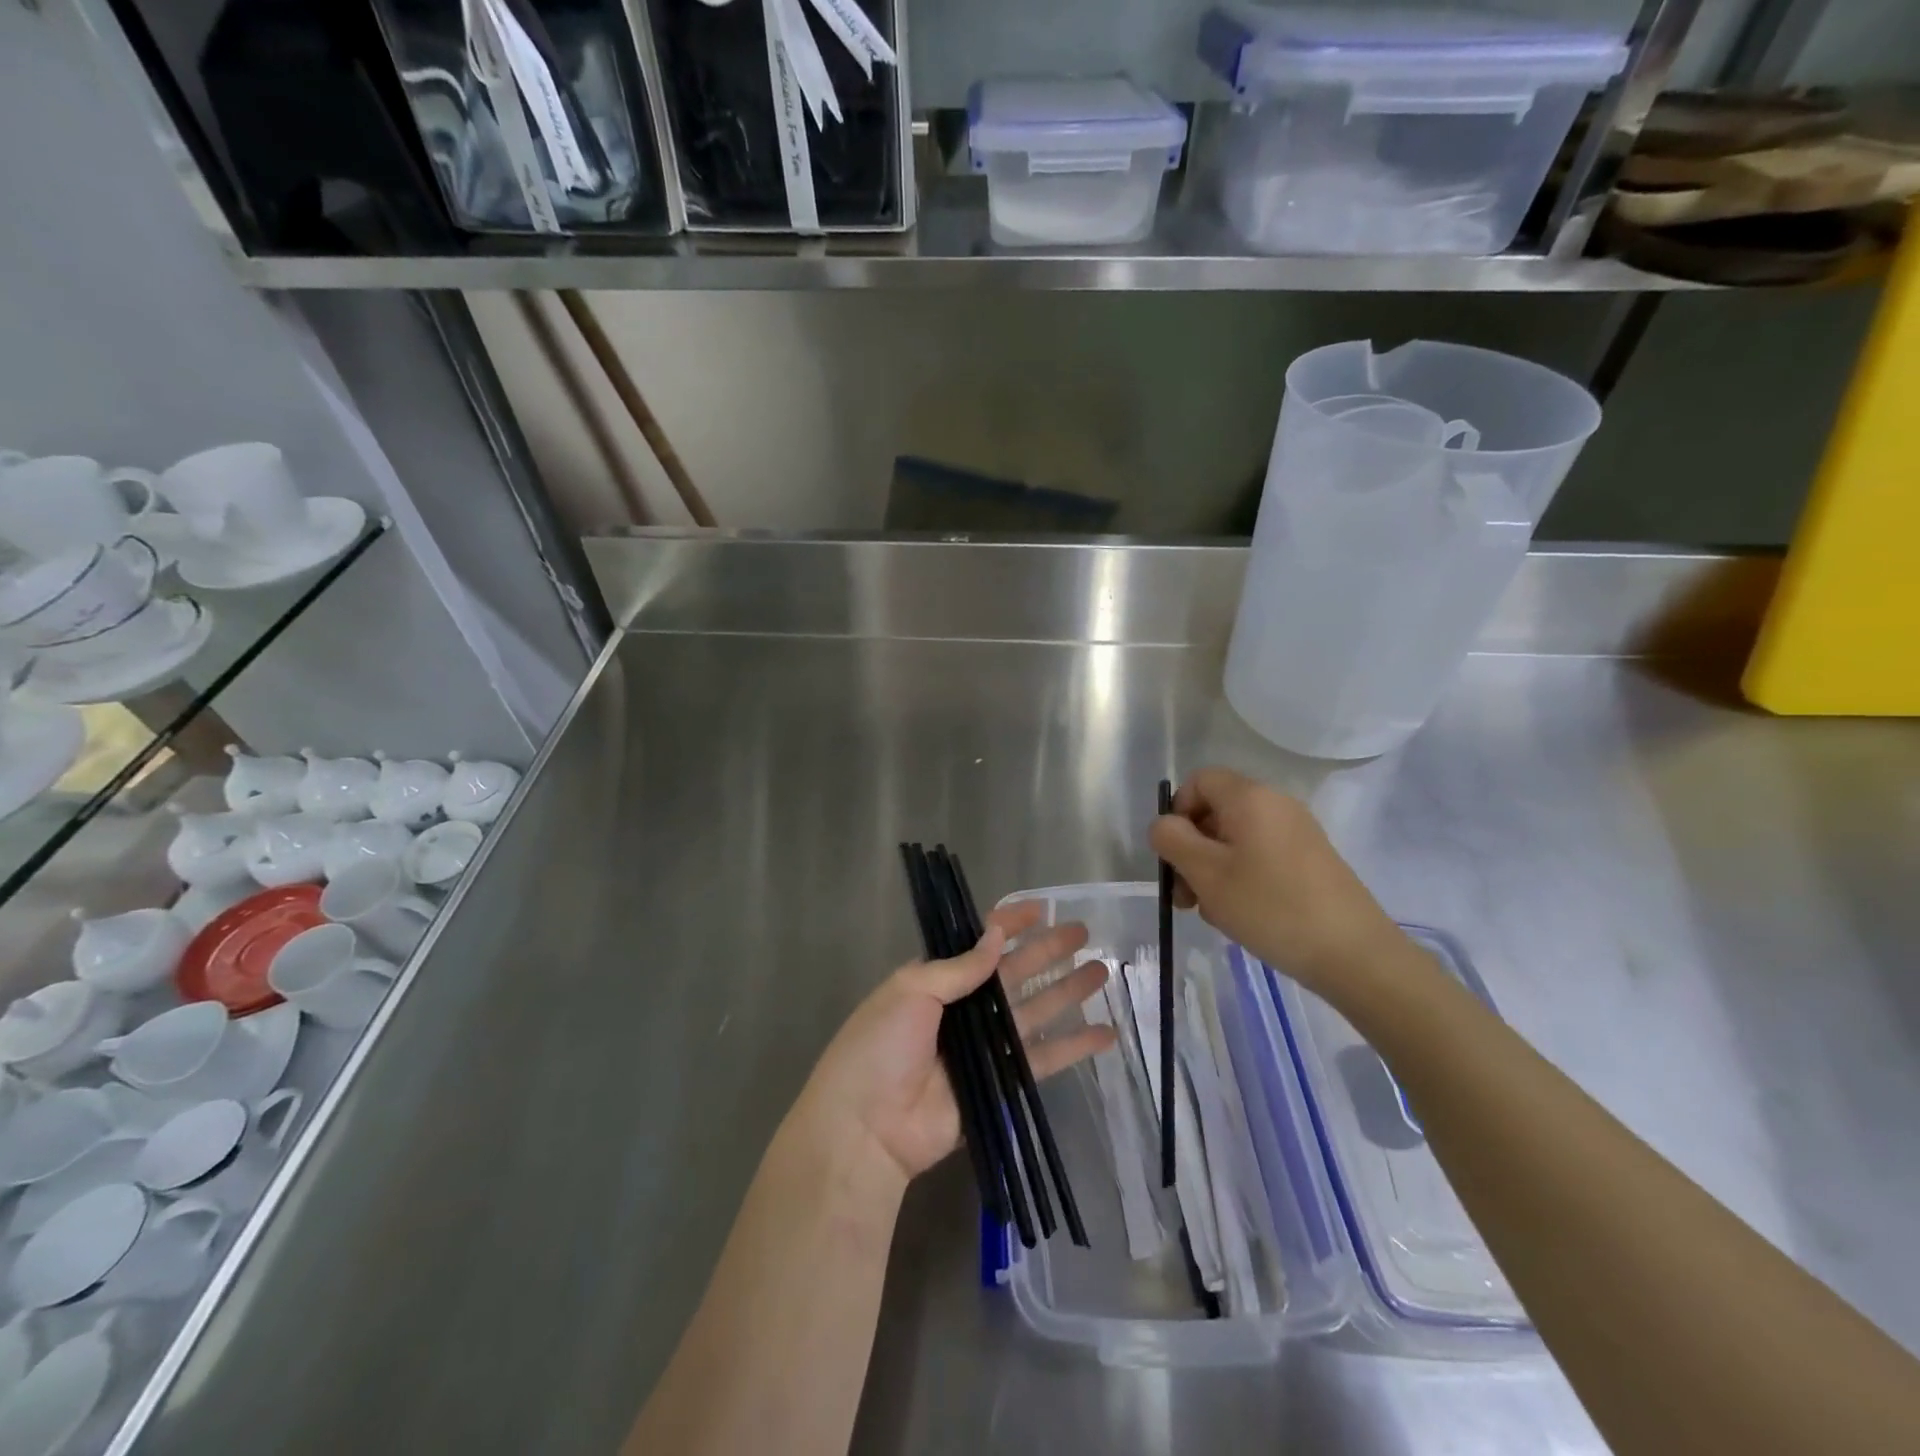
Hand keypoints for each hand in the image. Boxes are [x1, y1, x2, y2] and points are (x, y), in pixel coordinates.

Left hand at [794, 902, 1115, 1186]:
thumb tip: (996, 934)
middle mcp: (963, 1009)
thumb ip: (959, 967)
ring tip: (1103, 971)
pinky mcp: (1001, 1084)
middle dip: (1046, 952)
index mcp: (934, 981)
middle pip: (1014, 973)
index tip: (1041, 909)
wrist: (867, 1127)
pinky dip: (1074, 1047)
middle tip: (1083, 932)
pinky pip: (1043, 1059)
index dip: (1009, 925)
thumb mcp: (911, 992)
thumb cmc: (881, 1047)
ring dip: (1067, 991)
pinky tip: (1105, 1033)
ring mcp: (984, 1047)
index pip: (978, 945)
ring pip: (1034, 1010)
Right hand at [1149, 767, 1405, 1001]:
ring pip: (1236, 839)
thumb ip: (1172, 840)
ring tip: (1214, 912)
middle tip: (1185, 896)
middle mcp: (1276, 805)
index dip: (1177, 811)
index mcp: (1250, 798)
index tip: (1175, 854)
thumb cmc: (1271, 907)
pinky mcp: (1311, 860)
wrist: (1354, 954)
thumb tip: (1164, 825)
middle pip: (1216, 812)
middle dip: (1191, 850)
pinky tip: (1243, 915)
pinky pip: (1261, 856)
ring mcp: (1298, 833)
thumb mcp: (1206, 873)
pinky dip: (1242, 879)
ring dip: (1213, 870)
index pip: (1199, 780)